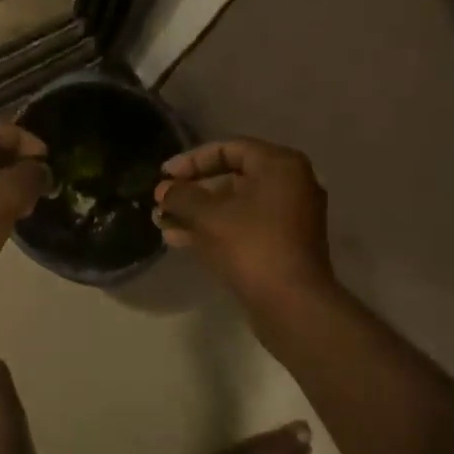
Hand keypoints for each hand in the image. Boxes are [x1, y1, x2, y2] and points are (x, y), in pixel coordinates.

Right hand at [154, 139, 336, 316]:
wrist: (292, 304)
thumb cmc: (252, 247)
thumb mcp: (209, 216)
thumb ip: (182, 196)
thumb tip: (164, 191)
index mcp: (280, 166)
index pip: (229, 149)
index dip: (191, 160)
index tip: (164, 175)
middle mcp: (290, 185)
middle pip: (232, 178)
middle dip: (192, 191)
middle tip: (161, 202)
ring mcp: (289, 218)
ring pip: (234, 206)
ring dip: (197, 213)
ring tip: (161, 223)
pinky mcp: (282, 245)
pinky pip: (243, 227)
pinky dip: (214, 230)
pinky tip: (179, 239)